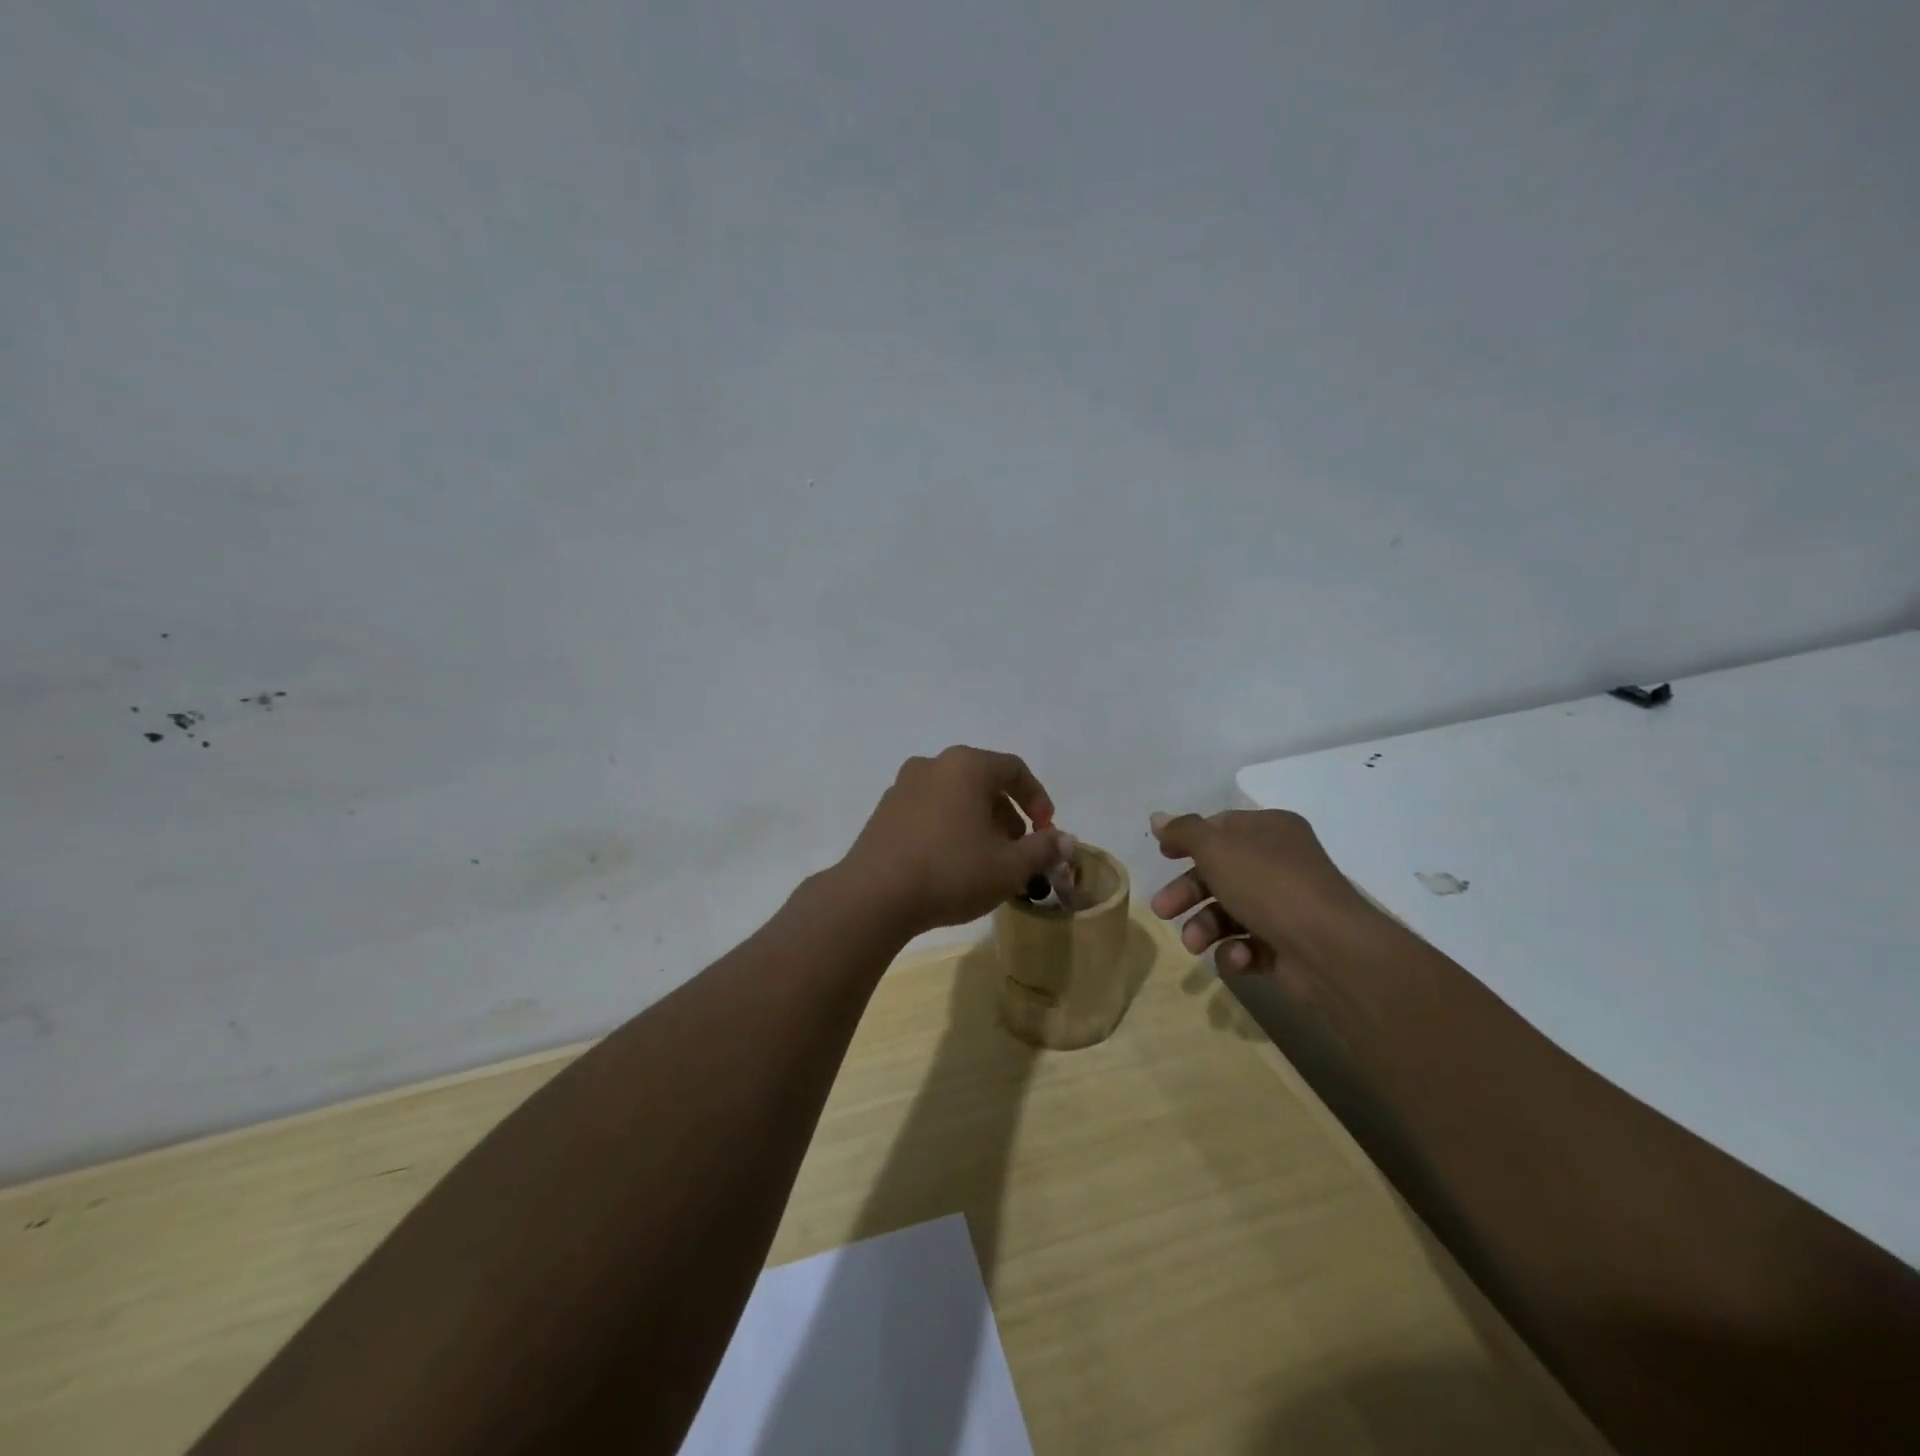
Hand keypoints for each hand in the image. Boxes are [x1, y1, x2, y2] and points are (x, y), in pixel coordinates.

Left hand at [841, 747, 1064, 935]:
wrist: (874, 896)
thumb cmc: (951, 872)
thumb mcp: (1009, 867)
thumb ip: (1043, 849)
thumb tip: (1067, 841)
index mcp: (966, 766)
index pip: (1014, 769)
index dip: (1038, 799)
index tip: (1047, 831)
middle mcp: (933, 765)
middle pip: (983, 781)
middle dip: (1008, 814)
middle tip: (1019, 850)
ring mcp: (903, 785)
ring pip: (955, 796)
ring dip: (979, 822)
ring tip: (987, 860)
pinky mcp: (884, 811)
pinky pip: (929, 809)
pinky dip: (950, 826)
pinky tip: (952, 862)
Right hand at [1148, 809, 1371, 973]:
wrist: (1328, 949)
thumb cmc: (1267, 884)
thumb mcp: (1216, 848)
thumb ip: (1184, 832)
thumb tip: (1158, 818)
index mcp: (1270, 830)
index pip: (1221, 827)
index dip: (1189, 840)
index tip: (1162, 855)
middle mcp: (1281, 863)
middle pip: (1220, 873)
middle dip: (1187, 893)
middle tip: (1162, 910)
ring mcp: (1286, 906)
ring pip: (1229, 912)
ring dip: (1205, 927)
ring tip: (1194, 944)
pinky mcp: (1288, 945)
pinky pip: (1250, 944)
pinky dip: (1236, 952)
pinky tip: (1237, 957)